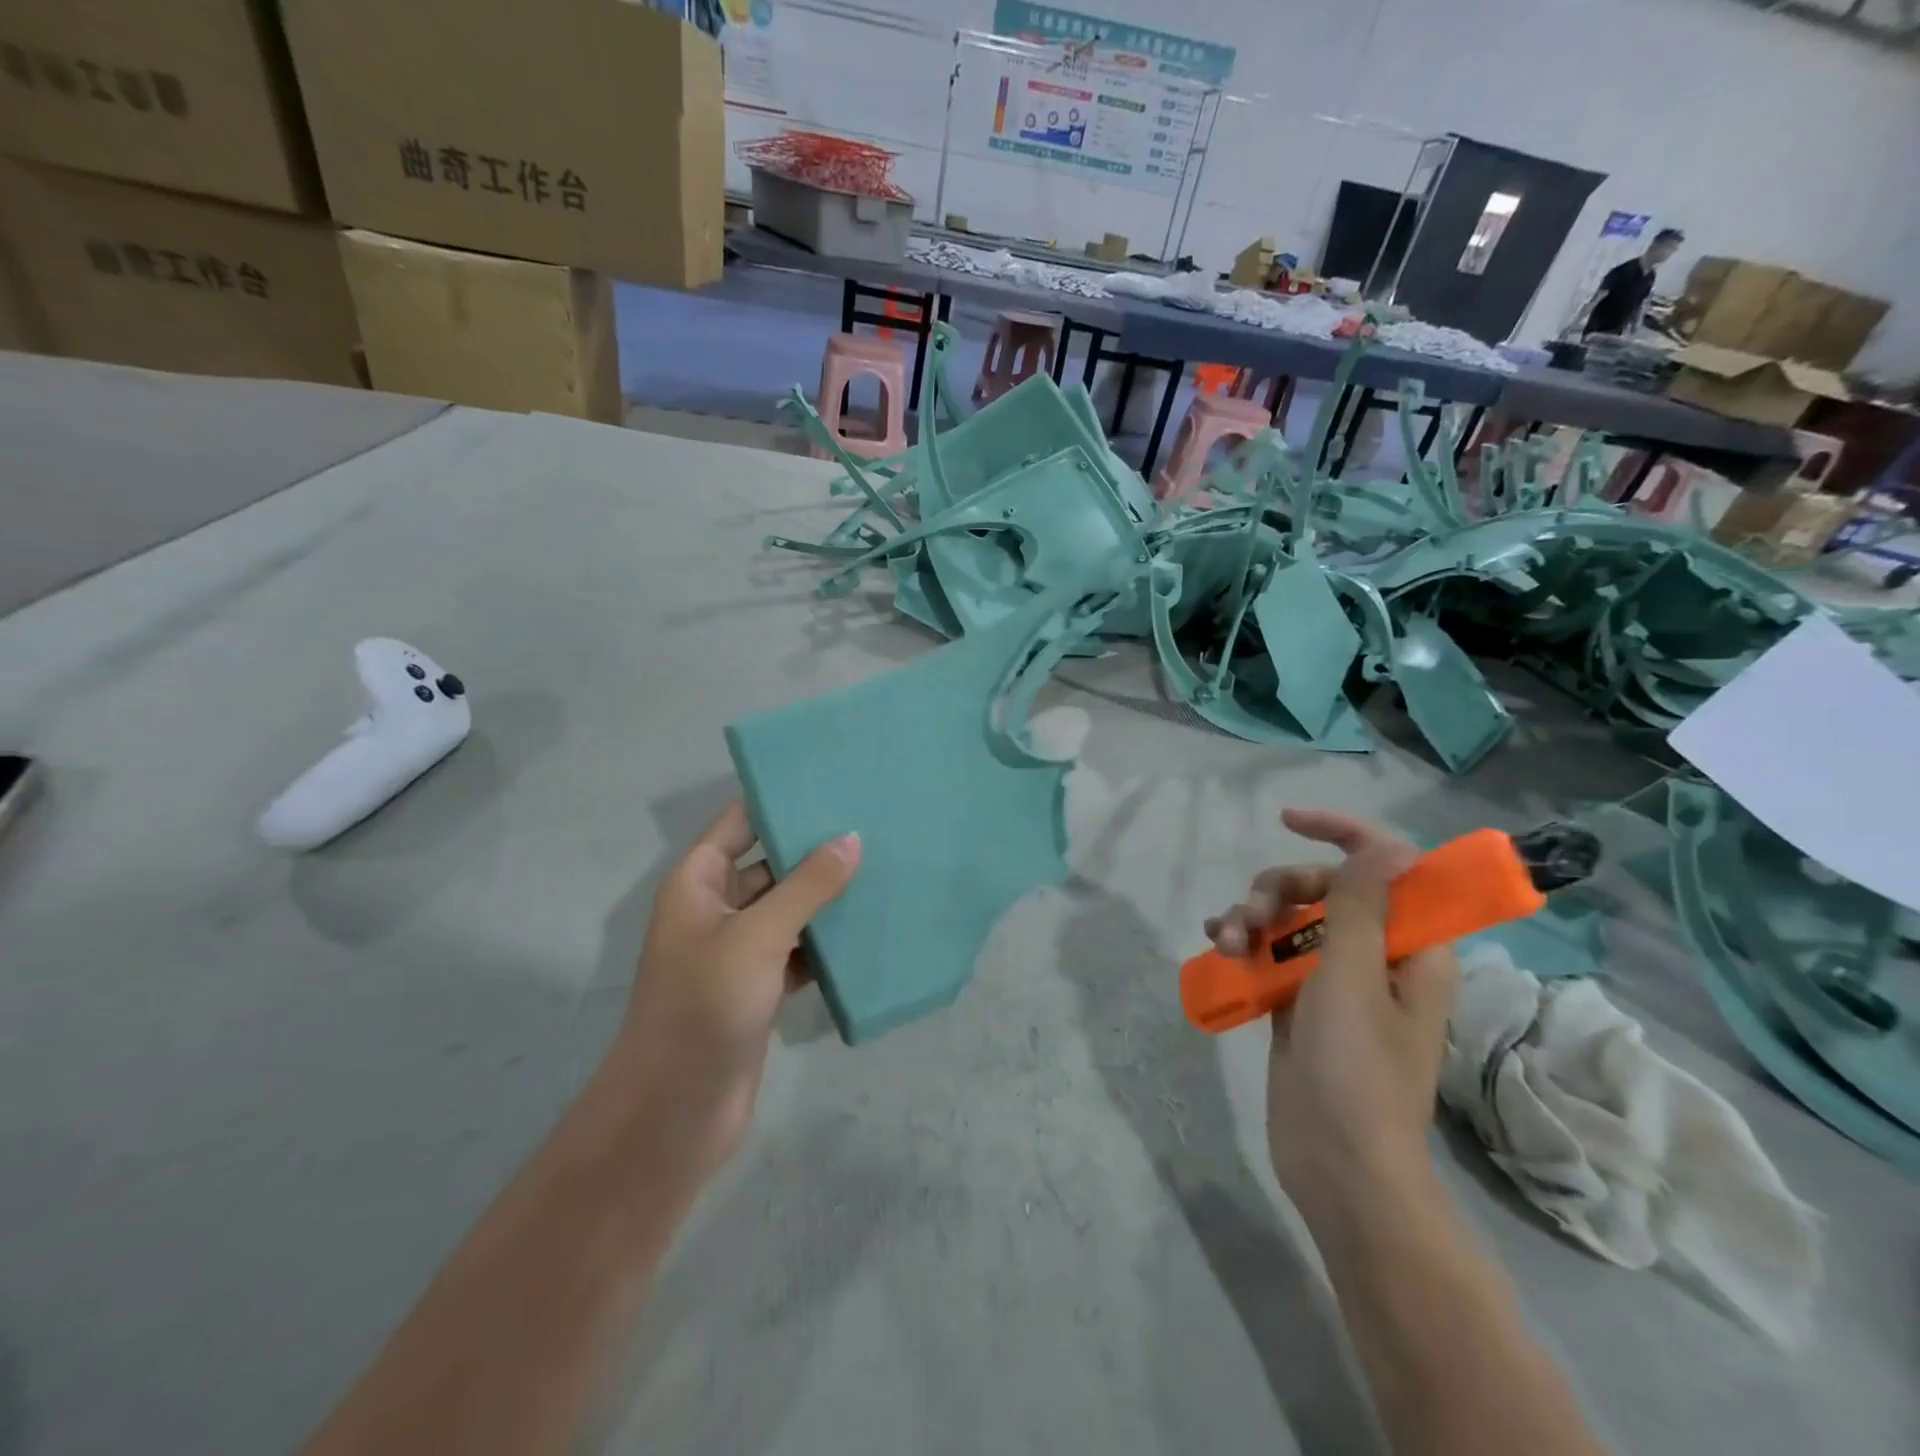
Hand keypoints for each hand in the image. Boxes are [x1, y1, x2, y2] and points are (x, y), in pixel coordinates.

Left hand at [609, 801, 859, 1159]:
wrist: (677, 1110)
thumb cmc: (705, 1006)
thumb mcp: (758, 934)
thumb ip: (808, 885)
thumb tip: (851, 838)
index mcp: (697, 884)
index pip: (737, 823)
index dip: (775, 800)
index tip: (828, 782)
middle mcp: (715, 910)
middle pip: (768, 865)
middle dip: (812, 850)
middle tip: (869, 825)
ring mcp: (737, 952)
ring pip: (787, 910)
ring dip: (824, 898)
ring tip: (880, 869)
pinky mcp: (759, 988)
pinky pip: (797, 950)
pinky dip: (825, 943)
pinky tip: (867, 931)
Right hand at [1205, 808, 1459, 1228]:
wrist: (1337, 1166)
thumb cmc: (1357, 1071)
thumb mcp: (1354, 978)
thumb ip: (1363, 907)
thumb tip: (1385, 845)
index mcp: (1412, 947)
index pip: (1387, 865)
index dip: (1343, 833)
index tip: (1289, 821)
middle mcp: (1377, 955)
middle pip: (1325, 888)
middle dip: (1281, 887)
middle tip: (1252, 915)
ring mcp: (1334, 980)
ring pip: (1290, 918)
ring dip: (1253, 916)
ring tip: (1226, 940)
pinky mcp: (1298, 1002)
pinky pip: (1270, 952)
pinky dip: (1244, 943)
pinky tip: (1219, 948)